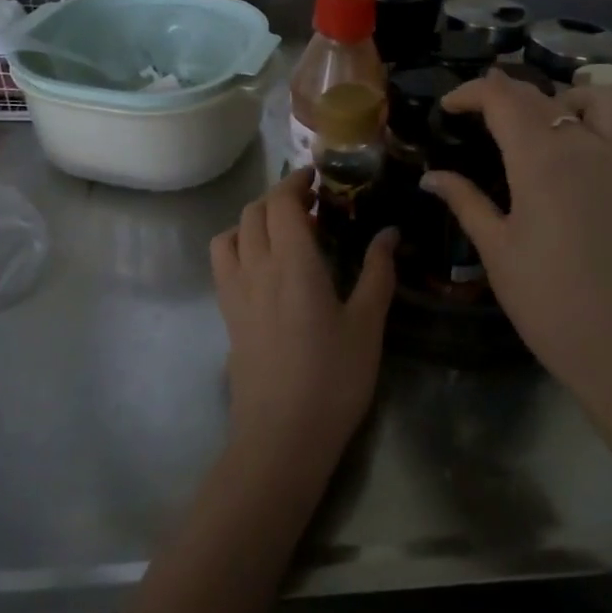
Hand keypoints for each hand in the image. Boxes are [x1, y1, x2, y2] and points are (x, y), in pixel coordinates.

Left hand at [210, 169, 397, 481]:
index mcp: (293, 262)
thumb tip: (388, 233)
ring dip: (253, 220)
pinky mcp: (227, 317)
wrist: (282, 436)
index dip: (296, 181)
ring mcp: (235, 293)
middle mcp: (256, 268)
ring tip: (282, 231)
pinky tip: (264, 266)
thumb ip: (378, 272)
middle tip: (310, 202)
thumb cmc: (334, 378)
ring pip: (230, 235)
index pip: (281, 202)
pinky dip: (238, 246)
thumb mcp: (368, 324)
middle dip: (278, 196)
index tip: (317, 176)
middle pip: (253, 212)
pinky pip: (222, 264)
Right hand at [421, 70, 611, 399]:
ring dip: (562, 96)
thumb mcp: (495, 248)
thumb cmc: (545, 297)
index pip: (503, 99)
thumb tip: (431, 177)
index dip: (471, 93)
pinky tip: (573, 150)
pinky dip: (596, 117)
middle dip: (504, 93)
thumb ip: (465, 201)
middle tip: (477, 112)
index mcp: (541, 160)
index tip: (449, 107)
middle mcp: (584, 144)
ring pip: (596, 96)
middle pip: (541, 95)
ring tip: (539, 125)